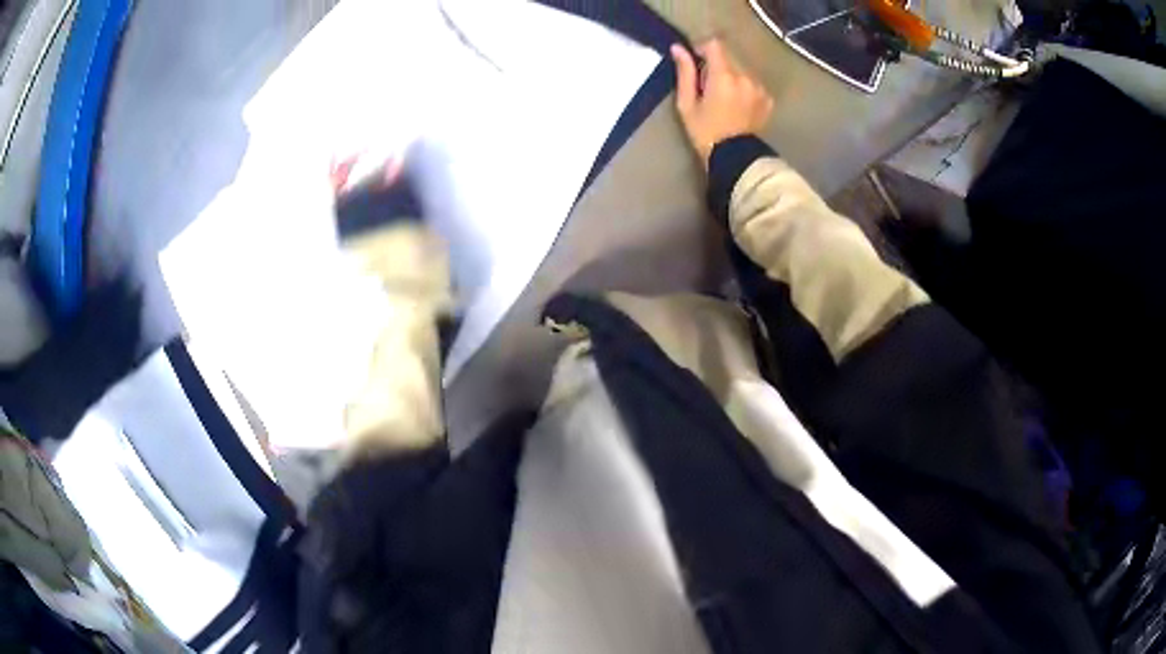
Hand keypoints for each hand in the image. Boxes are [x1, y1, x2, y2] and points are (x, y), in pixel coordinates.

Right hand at [671, 40, 773, 168]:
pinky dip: (744, 88)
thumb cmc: (705, 132)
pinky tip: (738, 104)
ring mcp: (760, 88)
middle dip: (717, 65)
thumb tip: (678, 48)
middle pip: (729, 56)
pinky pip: (753, 83)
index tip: (696, 61)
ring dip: (732, 76)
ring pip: (742, 70)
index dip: (703, 49)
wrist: (735, 158)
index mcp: (724, 76)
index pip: (715, 45)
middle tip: (708, 86)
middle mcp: (745, 77)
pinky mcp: (768, 99)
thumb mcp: (687, 104)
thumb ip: (685, 73)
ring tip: (724, 97)